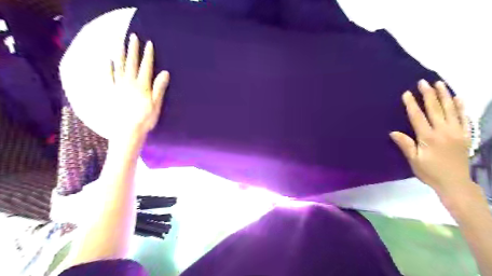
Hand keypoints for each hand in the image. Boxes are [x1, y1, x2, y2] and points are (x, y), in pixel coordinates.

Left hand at [110, 34, 170, 139]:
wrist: (127, 131)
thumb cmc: (145, 119)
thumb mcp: (156, 104)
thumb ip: (159, 88)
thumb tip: (165, 72)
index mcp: (142, 86)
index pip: (146, 67)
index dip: (148, 55)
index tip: (149, 43)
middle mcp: (130, 83)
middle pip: (132, 63)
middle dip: (133, 49)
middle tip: (133, 36)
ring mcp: (119, 86)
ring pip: (119, 66)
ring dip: (120, 53)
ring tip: (120, 42)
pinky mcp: (112, 92)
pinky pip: (109, 77)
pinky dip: (108, 67)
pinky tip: (108, 60)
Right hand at [390, 78, 474, 200]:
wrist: (455, 183)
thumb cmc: (430, 172)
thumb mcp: (414, 160)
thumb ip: (405, 145)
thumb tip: (393, 132)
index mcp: (428, 137)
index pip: (418, 116)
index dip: (412, 104)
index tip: (407, 93)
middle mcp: (443, 131)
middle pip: (435, 109)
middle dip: (428, 94)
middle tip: (423, 82)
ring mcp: (457, 132)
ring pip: (451, 109)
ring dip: (445, 95)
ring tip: (440, 83)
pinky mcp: (465, 135)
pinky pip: (463, 117)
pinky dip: (461, 106)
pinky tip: (458, 97)